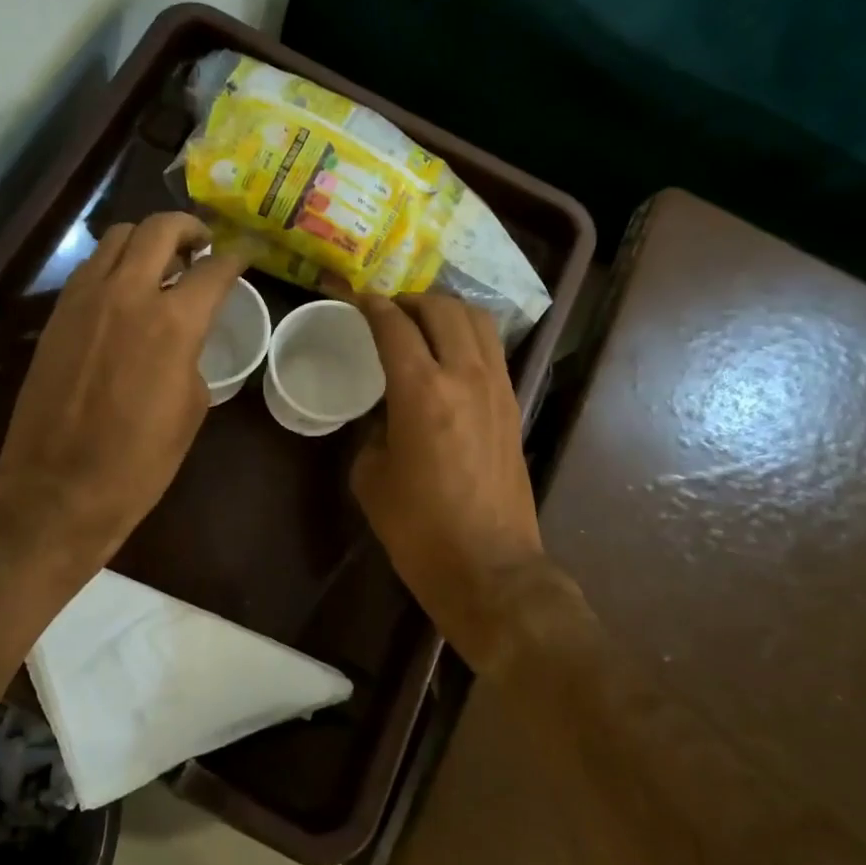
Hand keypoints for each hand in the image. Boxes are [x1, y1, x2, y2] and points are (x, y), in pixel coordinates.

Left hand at [0, 212, 247, 568]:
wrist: (59, 488)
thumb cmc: (138, 461)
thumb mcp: (190, 409)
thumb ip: (191, 356)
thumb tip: (183, 339)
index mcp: (173, 323)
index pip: (214, 270)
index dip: (236, 257)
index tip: (246, 253)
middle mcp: (128, 294)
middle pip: (159, 229)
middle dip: (188, 227)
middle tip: (202, 244)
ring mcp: (84, 299)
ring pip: (117, 238)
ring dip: (146, 240)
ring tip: (161, 262)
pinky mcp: (57, 314)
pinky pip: (90, 268)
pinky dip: (115, 264)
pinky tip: (124, 290)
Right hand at [351, 293, 543, 668]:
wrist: (490, 568)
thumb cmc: (419, 529)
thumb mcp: (373, 478)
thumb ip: (373, 432)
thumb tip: (385, 416)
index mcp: (422, 391)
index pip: (394, 326)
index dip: (369, 304)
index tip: (351, 296)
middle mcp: (465, 376)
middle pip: (443, 309)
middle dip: (410, 300)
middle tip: (386, 310)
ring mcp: (498, 388)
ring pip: (478, 321)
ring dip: (446, 311)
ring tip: (421, 322)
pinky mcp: (514, 406)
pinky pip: (492, 350)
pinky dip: (469, 336)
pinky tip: (450, 353)